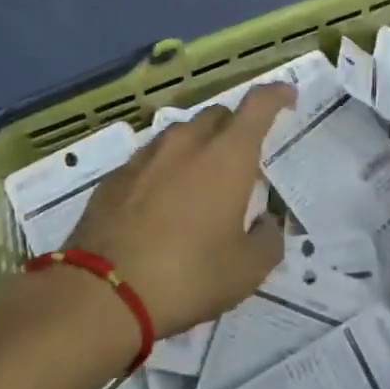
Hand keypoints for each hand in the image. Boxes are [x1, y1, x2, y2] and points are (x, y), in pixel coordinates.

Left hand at [66, 84, 292, 338]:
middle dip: (235, 129)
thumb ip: (268, 239)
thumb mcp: (246, 271)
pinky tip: (161, 204)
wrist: (102, 293)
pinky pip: (151, 159)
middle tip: (241, 162)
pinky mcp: (116, 176)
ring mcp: (147, 155)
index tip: (287, 96)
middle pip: (218, 116)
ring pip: (181, 134)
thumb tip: (267, 223)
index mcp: (227, 156)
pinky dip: (165, 170)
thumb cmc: (187, 276)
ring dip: (198, 148)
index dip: (276, 94)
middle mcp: (188, 143)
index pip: (258, 105)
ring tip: (199, 184)